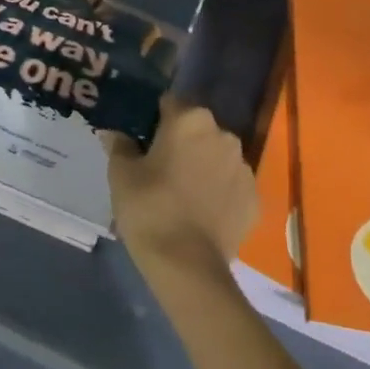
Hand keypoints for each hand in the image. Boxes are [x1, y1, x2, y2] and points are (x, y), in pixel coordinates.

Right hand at [104, 96, 255, 287]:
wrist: (187, 264)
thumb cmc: (149, 208)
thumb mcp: (121, 174)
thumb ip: (119, 145)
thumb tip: (114, 132)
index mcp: (190, 120)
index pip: (169, 104)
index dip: (154, 119)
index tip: (142, 139)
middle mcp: (224, 135)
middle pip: (197, 129)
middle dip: (181, 142)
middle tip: (159, 168)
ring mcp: (244, 168)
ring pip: (217, 157)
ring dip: (203, 166)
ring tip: (182, 194)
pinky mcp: (255, 198)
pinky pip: (232, 186)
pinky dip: (219, 193)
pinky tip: (202, 214)